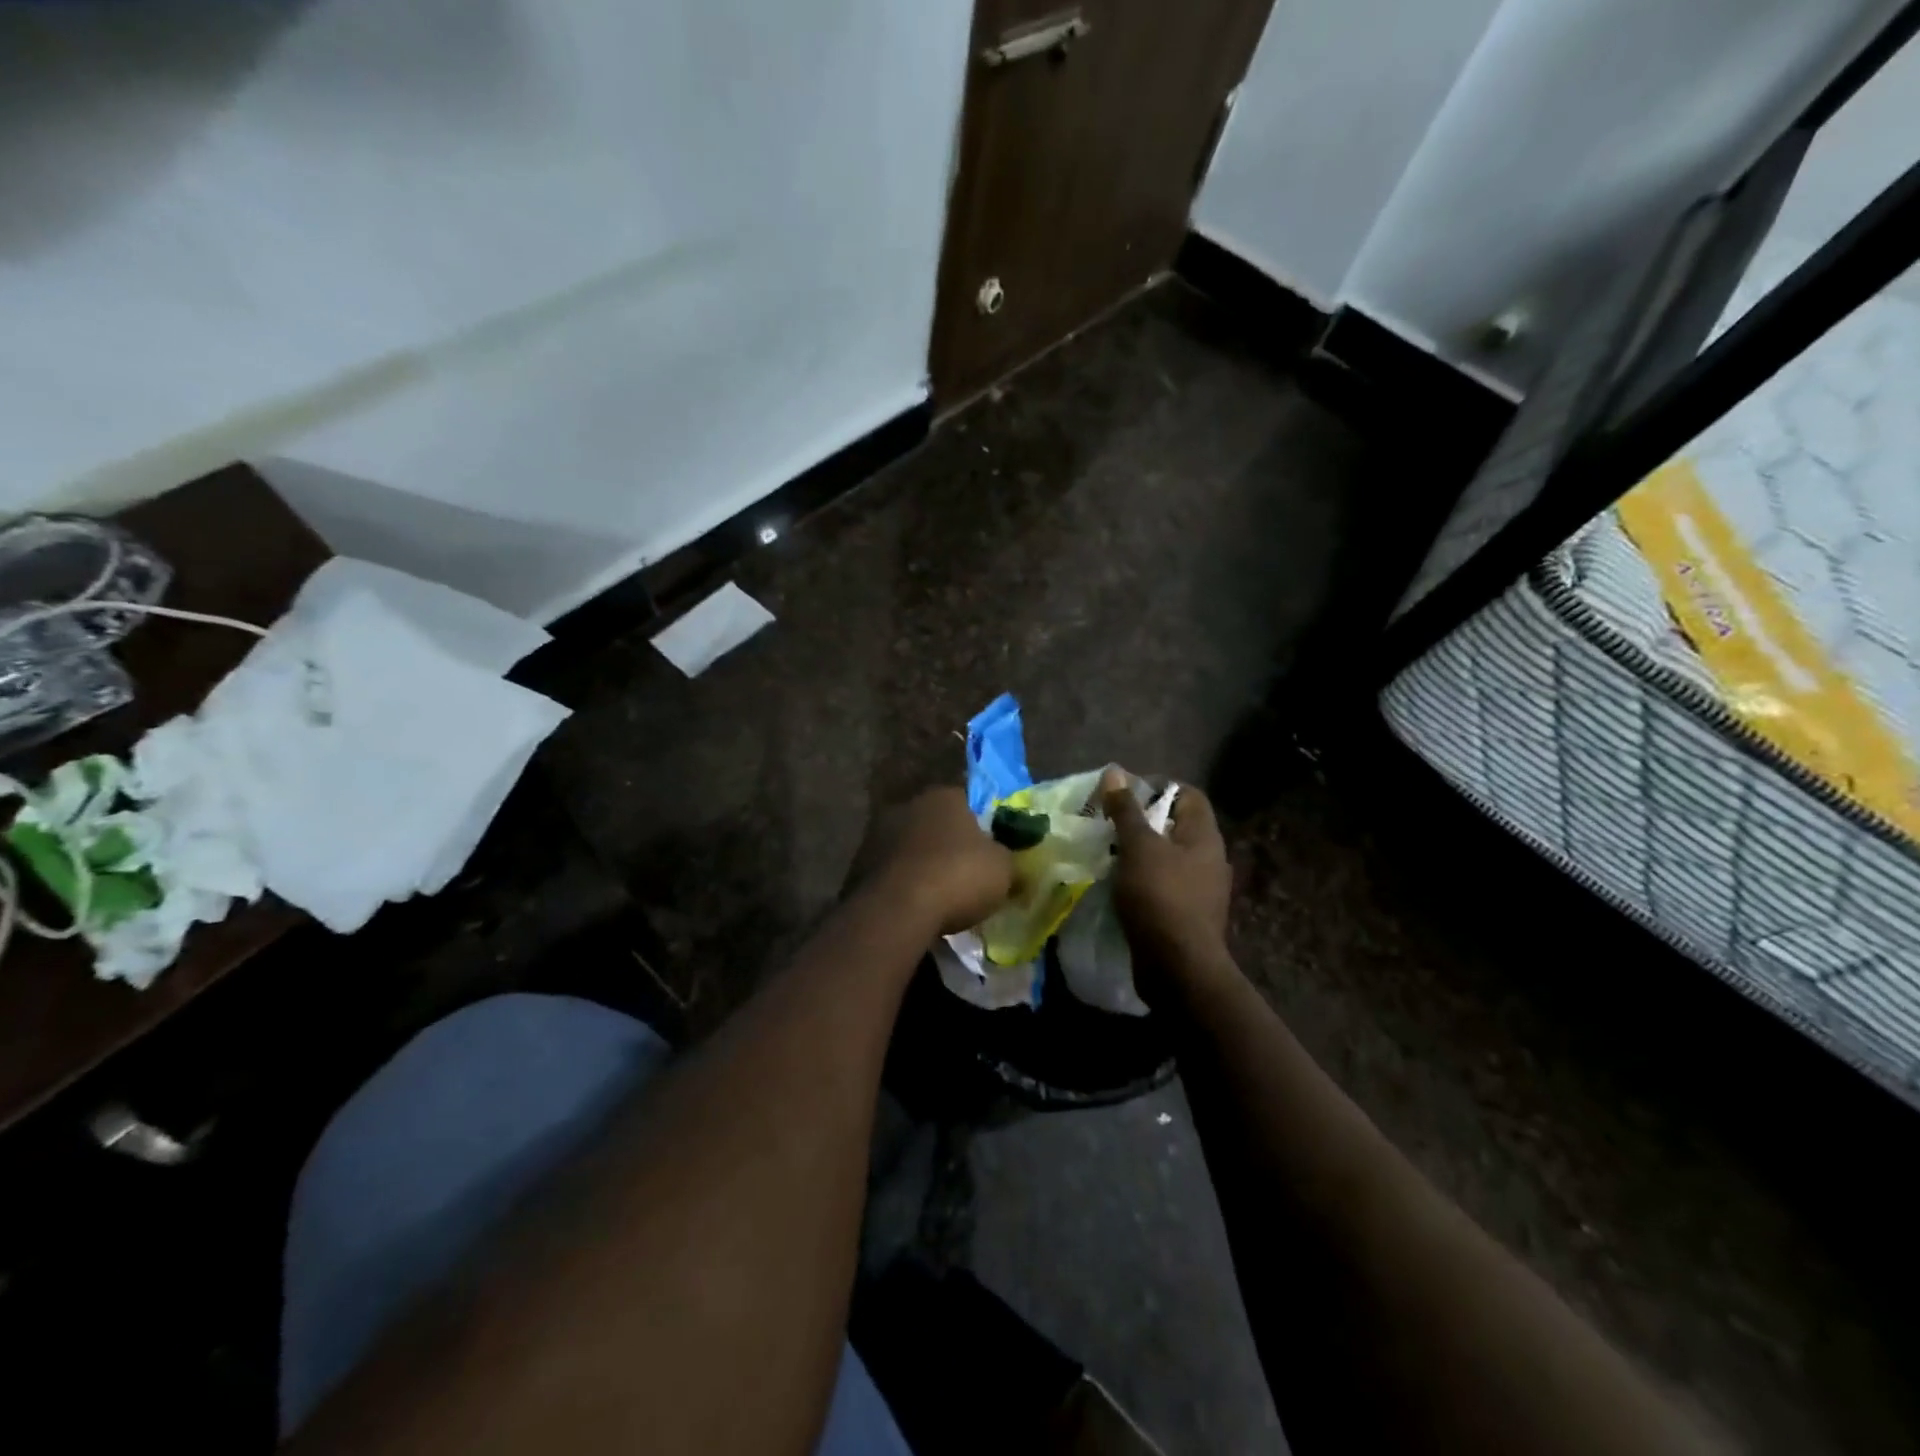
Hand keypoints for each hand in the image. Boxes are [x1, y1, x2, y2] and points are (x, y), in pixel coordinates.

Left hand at [855, 787, 1014, 934]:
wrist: (896, 910)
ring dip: (922, 863)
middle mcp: (909, 805)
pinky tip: (913, 907)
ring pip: (911, 846)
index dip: (984, 826)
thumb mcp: (1004, 870)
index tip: (991, 851)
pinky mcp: (858, 863)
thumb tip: (1016, 865)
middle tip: (966, 873)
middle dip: (950, 844)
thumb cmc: (957, 877)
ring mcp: (878, 832)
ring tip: (938, 895)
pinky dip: (902, 884)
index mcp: (945, 796)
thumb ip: (1011, 861)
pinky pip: (891, 871)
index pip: (970, 802)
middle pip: (937, 822)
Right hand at [1101, 770, 1231, 964]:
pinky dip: (1141, 879)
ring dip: (1139, 852)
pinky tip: (1118, 884)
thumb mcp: (1138, 848)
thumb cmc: (1161, 898)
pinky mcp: (1186, 916)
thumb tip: (1115, 773)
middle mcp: (1209, 860)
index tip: (1125, 792)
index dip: (1159, 786)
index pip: (1189, 795)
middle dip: (1143, 820)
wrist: (1178, 969)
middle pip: (1177, 826)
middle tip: (1109, 820)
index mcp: (1205, 838)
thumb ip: (1126, 810)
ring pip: (1168, 858)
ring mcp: (1200, 891)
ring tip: (1107, 850)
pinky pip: (1163, 885)